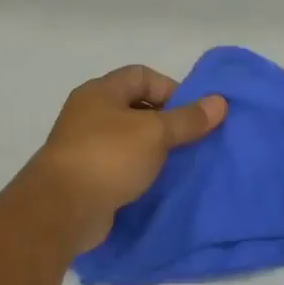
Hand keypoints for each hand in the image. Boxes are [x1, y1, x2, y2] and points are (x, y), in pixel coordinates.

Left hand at [32, 65, 226, 248]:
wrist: (63, 209)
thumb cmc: (109, 157)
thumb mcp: (155, 133)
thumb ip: (188, 119)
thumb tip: (220, 101)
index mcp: (100, 92)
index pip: (141, 75)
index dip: (170, 89)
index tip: (193, 114)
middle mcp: (88, 114)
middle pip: (135, 107)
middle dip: (165, 121)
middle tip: (191, 140)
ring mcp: (84, 146)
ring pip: (128, 139)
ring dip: (153, 149)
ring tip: (179, 163)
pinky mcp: (86, 177)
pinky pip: (120, 166)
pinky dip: (139, 171)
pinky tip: (157, 183)